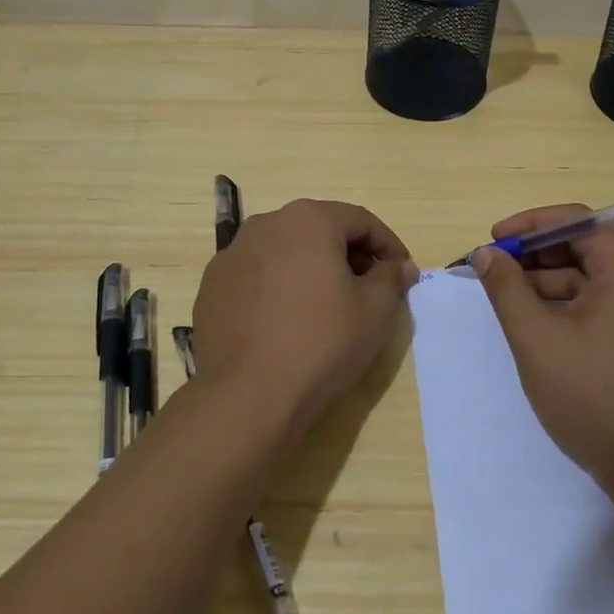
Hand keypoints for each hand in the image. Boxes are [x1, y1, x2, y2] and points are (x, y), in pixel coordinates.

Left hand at [191, 199, 418, 438]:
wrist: (248, 394)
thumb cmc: (322, 342)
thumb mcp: (376, 310)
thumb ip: (391, 278)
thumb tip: (400, 266)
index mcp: (307, 220)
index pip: (360, 221)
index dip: (387, 245)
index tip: (401, 272)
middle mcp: (265, 225)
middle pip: (319, 231)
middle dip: (348, 255)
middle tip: (368, 289)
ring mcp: (231, 255)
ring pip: (285, 253)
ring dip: (311, 270)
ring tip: (326, 307)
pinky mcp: (212, 287)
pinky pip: (256, 277)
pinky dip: (277, 289)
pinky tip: (286, 322)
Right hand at [472, 204, 613, 487]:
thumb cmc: (592, 395)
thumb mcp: (536, 337)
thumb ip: (506, 288)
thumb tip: (486, 254)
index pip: (577, 220)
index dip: (530, 225)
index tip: (493, 241)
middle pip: (584, 246)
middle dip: (535, 256)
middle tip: (494, 271)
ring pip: (590, 278)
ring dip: (547, 282)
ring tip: (506, 302)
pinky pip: (601, 303)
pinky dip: (566, 305)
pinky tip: (535, 324)